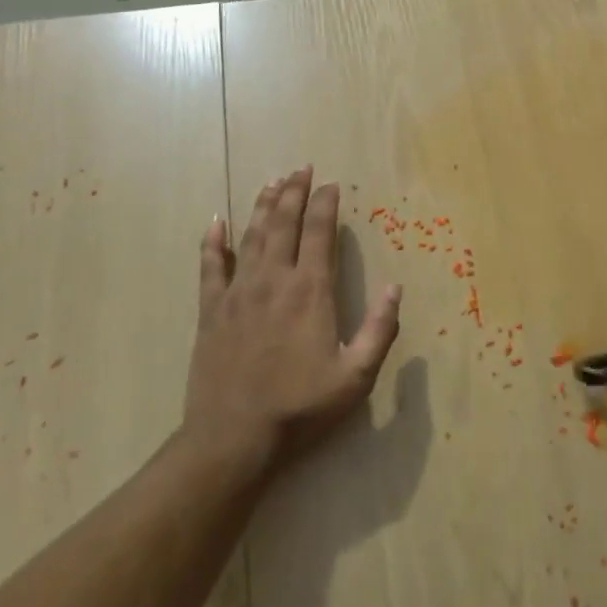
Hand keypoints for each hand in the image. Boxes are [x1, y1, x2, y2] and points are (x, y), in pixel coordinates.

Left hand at [182, 167, 402, 475]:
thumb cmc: (300, 408)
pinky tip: (217, 221)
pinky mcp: (211, 310)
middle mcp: (273, 280)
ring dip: (264, 206)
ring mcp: (238, 292)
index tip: (331, 184)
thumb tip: (396, 288)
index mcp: (310, 291)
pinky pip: (211, 266)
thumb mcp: (356, 377)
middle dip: (295, 192)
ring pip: (252, 236)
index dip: (326, 204)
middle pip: (284, 223)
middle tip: (301, 168)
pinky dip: (214, 241)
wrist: (233, 438)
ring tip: (273, 182)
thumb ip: (380, 330)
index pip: (319, 233)